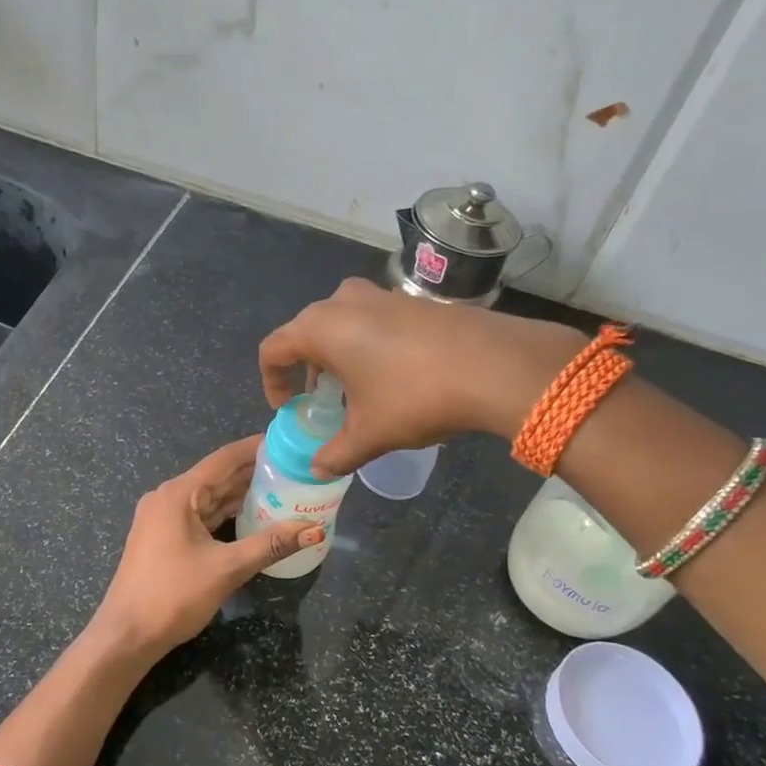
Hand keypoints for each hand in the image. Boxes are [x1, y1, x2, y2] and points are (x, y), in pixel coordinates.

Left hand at [84, 437, 322, 668]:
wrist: (126, 635)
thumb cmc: (173, 595)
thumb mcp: (227, 568)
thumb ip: (271, 545)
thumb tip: (315, 530)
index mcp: (178, 494)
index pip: (224, 459)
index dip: (255, 448)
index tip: (286, 441)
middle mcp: (168, 498)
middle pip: (217, 477)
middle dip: (254, 473)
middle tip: (293, 468)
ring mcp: (163, 518)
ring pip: (209, 498)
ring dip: (241, 494)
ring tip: (281, 488)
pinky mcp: (163, 538)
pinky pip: (200, 516)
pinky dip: (225, 515)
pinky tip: (252, 516)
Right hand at [257, 278, 584, 476]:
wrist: (493, 365)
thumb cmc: (414, 396)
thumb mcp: (369, 434)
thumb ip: (336, 454)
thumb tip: (318, 469)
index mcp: (320, 328)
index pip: (273, 349)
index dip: (272, 381)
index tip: (288, 408)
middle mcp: (343, 301)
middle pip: (305, 332)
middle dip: (306, 369)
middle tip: (321, 401)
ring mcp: (380, 295)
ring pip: (341, 323)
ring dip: (338, 355)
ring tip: (355, 390)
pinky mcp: (411, 300)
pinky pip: (372, 320)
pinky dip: (367, 345)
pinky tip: (392, 375)